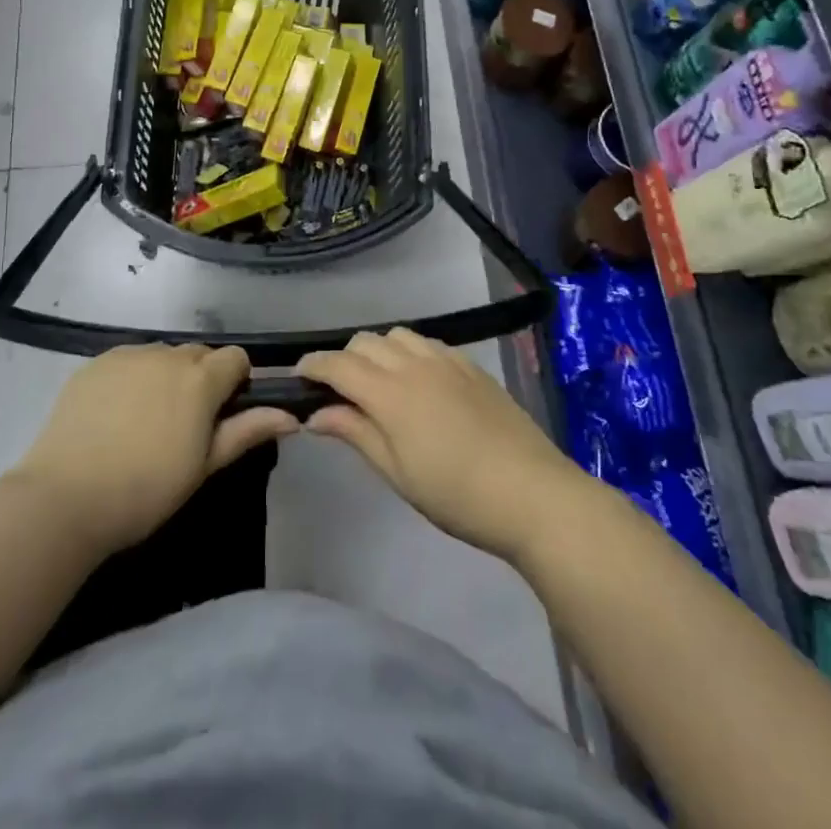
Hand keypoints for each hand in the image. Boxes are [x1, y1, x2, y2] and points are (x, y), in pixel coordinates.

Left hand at [11, 344, 297, 554]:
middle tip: (184, 423)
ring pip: (162, 355)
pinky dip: (132, 377)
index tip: (222, 415)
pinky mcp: (96, 362)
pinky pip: (128, 360)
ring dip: (166, 375)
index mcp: (200, 379)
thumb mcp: (203, 466)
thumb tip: (291, 416)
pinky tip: (115, 413)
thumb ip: (246, 432)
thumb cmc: (146, 490)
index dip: (235, 383)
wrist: (65, 497)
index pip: (235, 358)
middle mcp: (167, 355)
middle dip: (201, 378)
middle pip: (198, 354)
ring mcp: (128, 355)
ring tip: (146, 419)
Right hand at [297, 329, 587, 562]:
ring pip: (397, 335)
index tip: (298, 376)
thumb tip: (316, 414)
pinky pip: (428, 342)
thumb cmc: (456, 494)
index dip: (313, 365)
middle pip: (365, 342)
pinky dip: (409, 352)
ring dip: (378, 351)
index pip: (338, 364)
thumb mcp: (397, 472)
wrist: (531, 492)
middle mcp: (414, 364)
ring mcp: (446, 360)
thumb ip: (355, 433)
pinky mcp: (471, 366)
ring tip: (379, 383)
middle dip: (343, 359)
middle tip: (340, 392)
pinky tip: (418, 382)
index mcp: (390, 392)